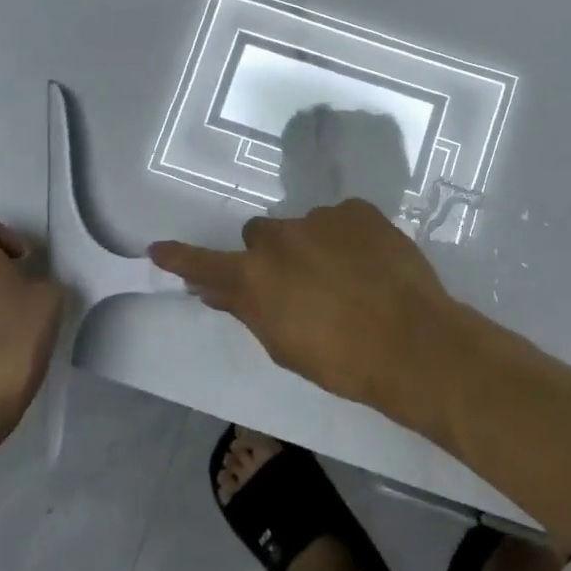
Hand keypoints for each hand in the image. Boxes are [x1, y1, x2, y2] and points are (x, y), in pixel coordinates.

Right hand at [149, 199, 463, 429]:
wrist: (412, 342)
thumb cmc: (341, 361)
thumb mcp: (284, 345)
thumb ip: (248, 310)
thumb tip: (218, 290)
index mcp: (255, 277)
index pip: (205, 265)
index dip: (182, 259)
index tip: (158, 248)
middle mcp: (280, 237)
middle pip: (260, 236)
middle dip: (270, 256)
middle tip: (299, 284)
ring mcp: (321, 217)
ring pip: (304, 227)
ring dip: (313, 246)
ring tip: (348, 278)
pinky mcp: (358, 209)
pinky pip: (340, 219)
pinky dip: (347, 237)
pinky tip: (369, 264)